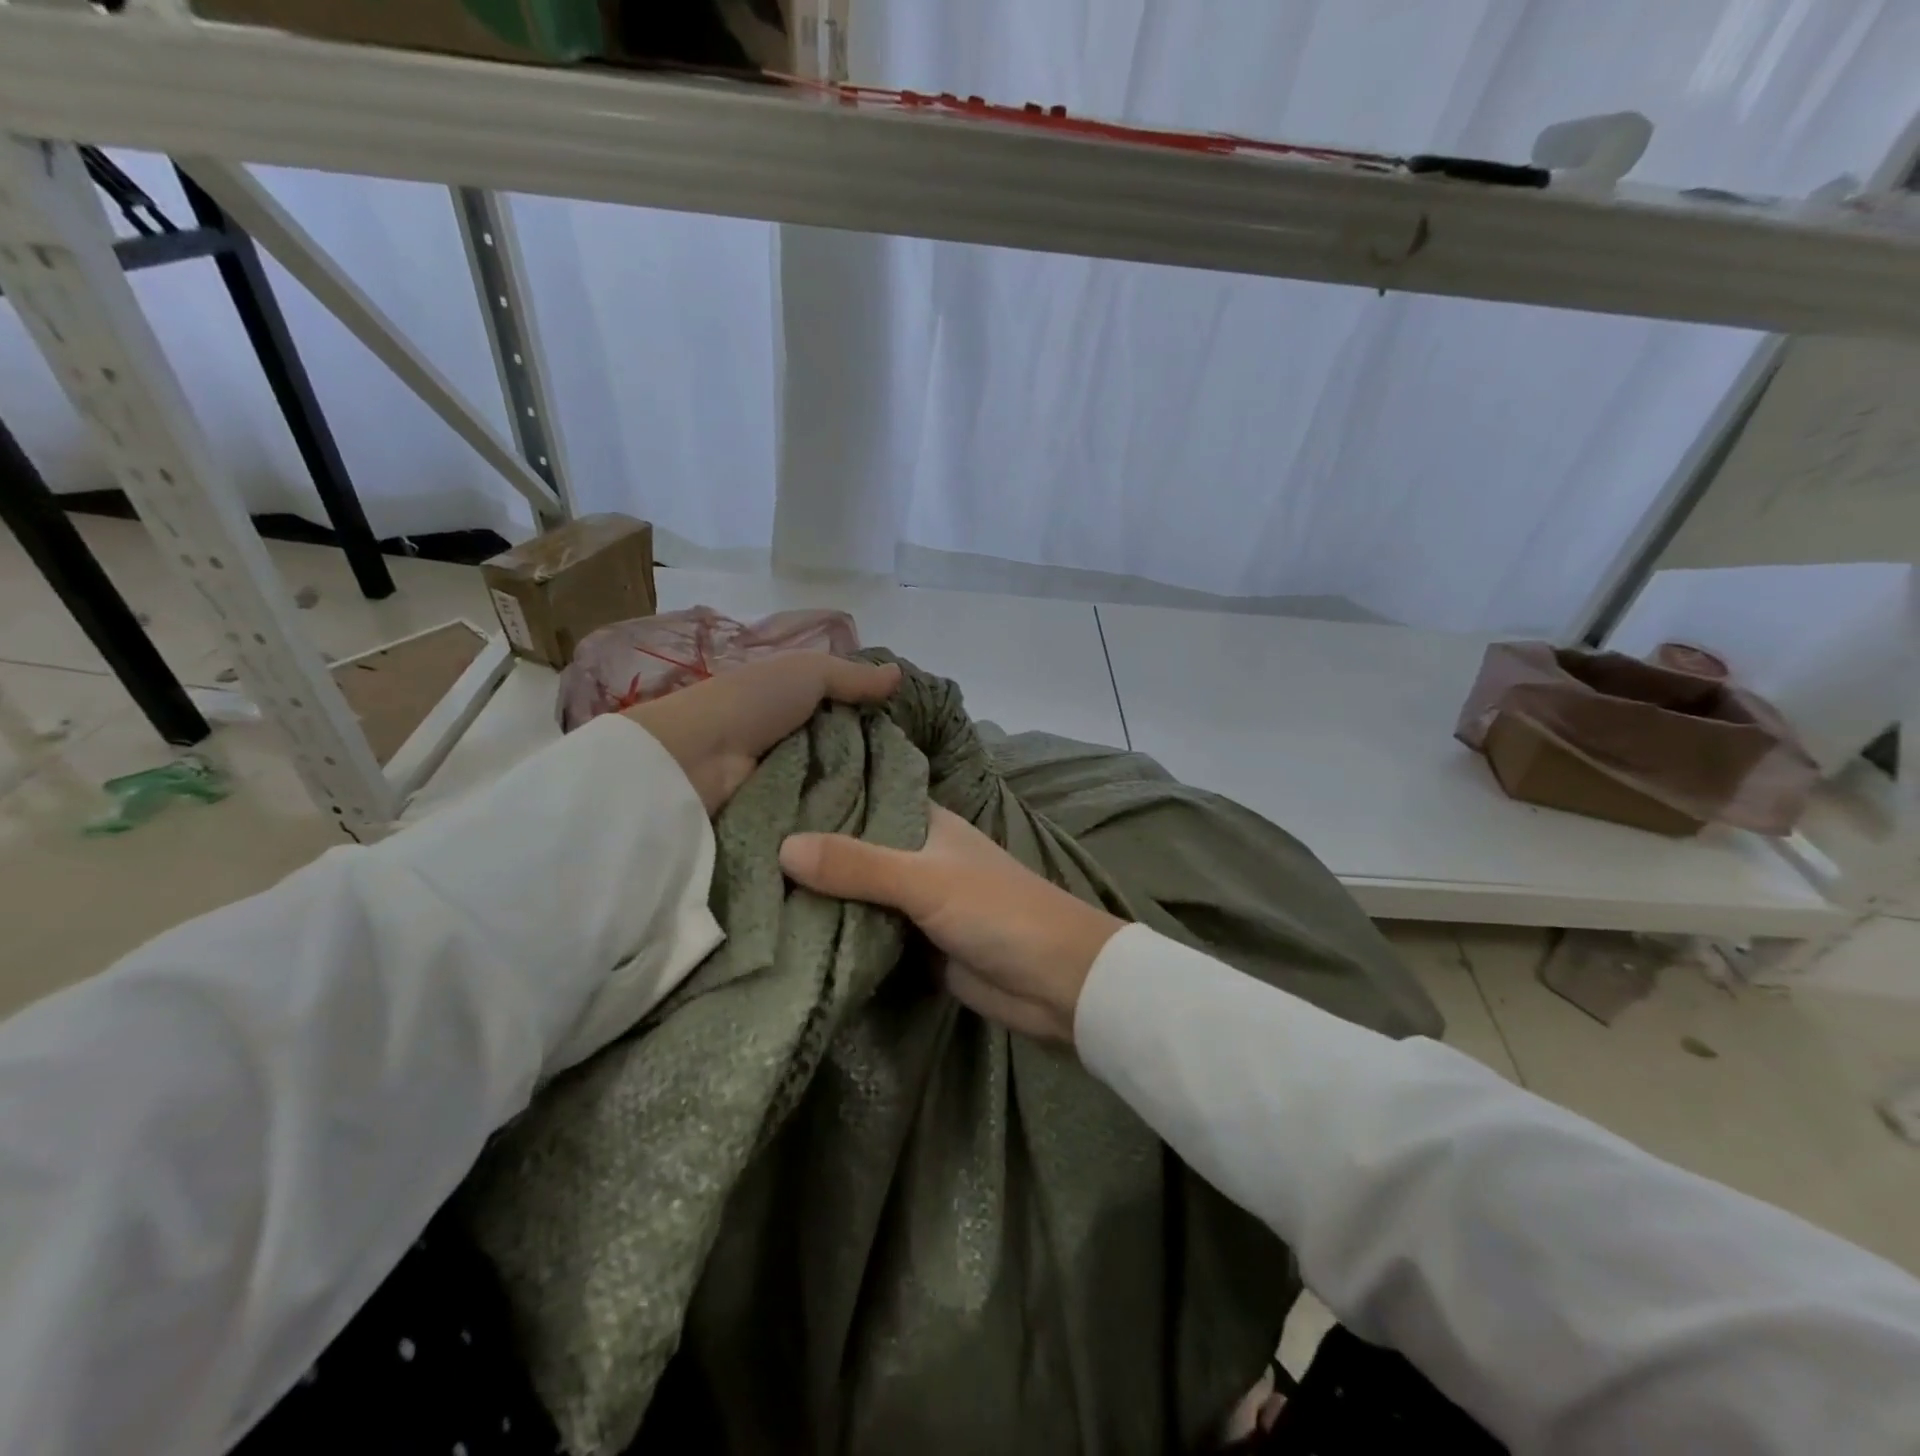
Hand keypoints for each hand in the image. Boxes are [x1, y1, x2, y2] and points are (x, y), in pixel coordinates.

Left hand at [623, 653, 899, 813]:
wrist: (693, 760)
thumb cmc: (751, 703)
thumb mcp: (806, 672)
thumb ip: (852, 676)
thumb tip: (899, 674)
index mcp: (796, 708)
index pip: (849, 718)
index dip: (879, 725)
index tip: (918, 740)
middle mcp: (793, 746)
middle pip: (849, 759)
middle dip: (879, 769)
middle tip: (919, 783)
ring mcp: (786, 786)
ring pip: (840, 794)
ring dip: (865, 801)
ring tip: (907, 812)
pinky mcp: (781, 823)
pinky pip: (821, 824)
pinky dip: (842, 827)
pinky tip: (878, 833)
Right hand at [778, 806, 1124, 1043]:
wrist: (1055, 982)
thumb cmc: (998, 911)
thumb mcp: (926, 881)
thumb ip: (858, 865)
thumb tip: (782, 847)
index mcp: (924, 822)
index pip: (862, 795)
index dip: (819, 793)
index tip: (758, 790)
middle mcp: (914, 854)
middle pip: (851, 847)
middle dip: (807, 851)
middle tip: (735, 846)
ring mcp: (913, 901)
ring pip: (855, 891)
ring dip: (817, 895)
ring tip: (744, 887)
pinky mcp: (912, 943)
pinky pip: (865, 931)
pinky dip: (835, 932)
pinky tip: (784, 933)